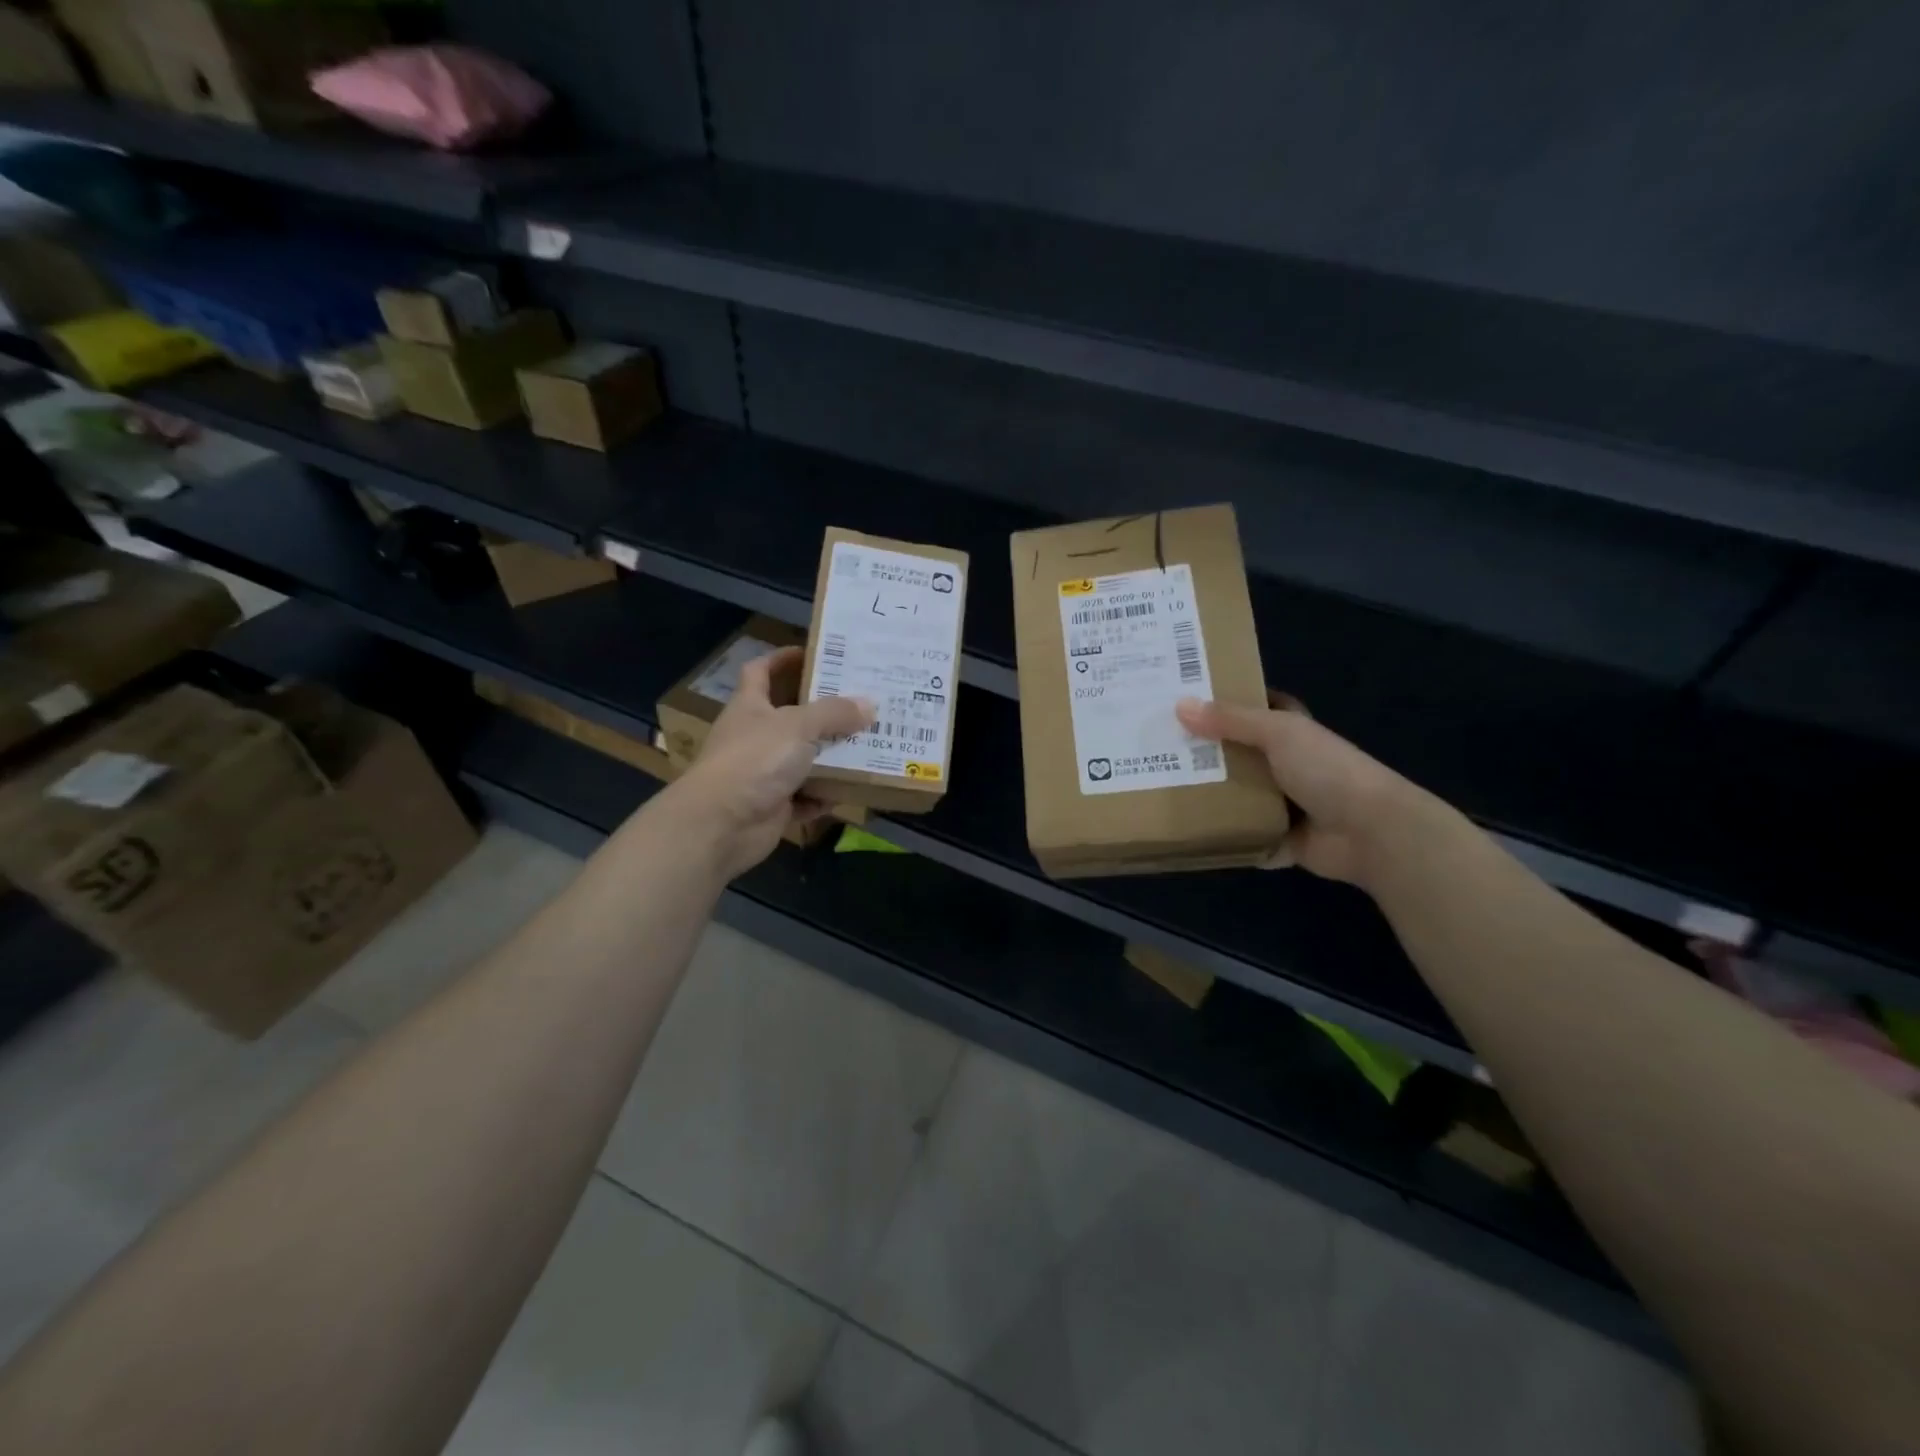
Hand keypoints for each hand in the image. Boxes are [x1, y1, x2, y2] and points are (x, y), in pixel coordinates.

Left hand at [672, 647, 873, 877]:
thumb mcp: (798, 726)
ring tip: (869, 745)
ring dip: (832, 756)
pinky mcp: (774, 805)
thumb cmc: (754, 760)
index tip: (815, 654)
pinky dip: (825, 795)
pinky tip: (850, 789)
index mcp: (751, 706)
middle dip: (825, 711)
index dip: (783, 659)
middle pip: (792, 716)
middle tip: (862, 701)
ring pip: (804, 758)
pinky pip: (807, 796)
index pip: (761, 671)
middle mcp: (755, 736)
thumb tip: (869, 704)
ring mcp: (763, 772)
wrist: (721, 825)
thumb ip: (834, 713)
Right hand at [1176, 692, 1419, 885]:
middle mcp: (1288, 764)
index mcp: (1293, 732)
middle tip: (1159, 745)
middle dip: (1206, 750)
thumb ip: (1230, 720)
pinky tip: (1187, 832)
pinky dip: (1223, 837)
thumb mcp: (1277, 733)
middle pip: (1239, 752)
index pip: (1261, 707)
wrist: (1370, 831)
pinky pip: (1243, 837)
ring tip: (1160, 787)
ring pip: (1237, 796)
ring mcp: (1285, 804)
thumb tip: (1179, 705)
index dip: (1230, 700)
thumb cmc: (1326, 770)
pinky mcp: (1279, 839)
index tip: (1190, 697)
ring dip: (1209, 795)